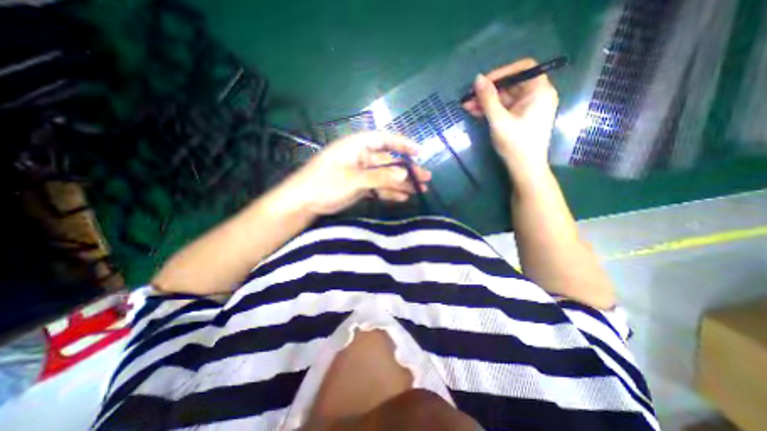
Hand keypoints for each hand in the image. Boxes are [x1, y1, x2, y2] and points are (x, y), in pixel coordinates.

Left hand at [285, 132, 430, 214]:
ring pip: (386, 176)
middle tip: (425, 177)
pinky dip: (390, 192)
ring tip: (420, 189)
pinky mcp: (360, 186)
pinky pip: (379, 187)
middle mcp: (362, 157)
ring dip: (402, 183)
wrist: (305, 202)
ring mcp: (362, 173)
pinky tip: (403, 197)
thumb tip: (405, 173)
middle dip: (407, 169)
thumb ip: (379, 176)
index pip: (385, 139)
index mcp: (358, 146)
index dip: (403, 144)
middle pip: (389, 161)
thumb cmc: (325, 183)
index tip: (419, 152)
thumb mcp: (353, 179)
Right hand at [461, 57, 558, 174]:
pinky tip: (475, 112)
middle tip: (469, 97)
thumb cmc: (515, 143)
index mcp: (539, 91)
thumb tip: (477, 79)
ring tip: (467, 106)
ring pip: (505, 98)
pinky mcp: (521, 118)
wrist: (524, 168)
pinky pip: (505, 108)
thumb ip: (488, 99)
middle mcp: (536, 95)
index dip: (502, 73)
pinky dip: (491, 110)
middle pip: (511, 85)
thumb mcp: (499, 120)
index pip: (523, 69)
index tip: (483, 83)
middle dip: (489, 90)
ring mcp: (528, 108)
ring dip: (486, 101)